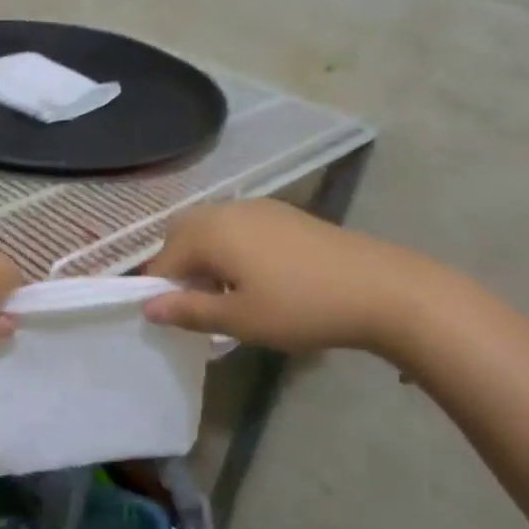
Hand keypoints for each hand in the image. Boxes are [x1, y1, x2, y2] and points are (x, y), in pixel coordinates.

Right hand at [142, 200, 438, 355]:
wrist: (381, 289)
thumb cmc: (301, 307)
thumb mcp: (239, 319)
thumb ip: (188, 310)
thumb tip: (147, 307)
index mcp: (210, 232)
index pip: (164, 259)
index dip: (161, 290)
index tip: (176, 320)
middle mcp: (228, 210)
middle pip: (184, 233)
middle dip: (180, 266)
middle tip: (199, 303)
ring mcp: (259, 208)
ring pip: (212, 227)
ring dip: (206, 256)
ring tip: (228, 294)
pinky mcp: (285, 213)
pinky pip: (239, 226)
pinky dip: (231, 247)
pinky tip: (258, 277)